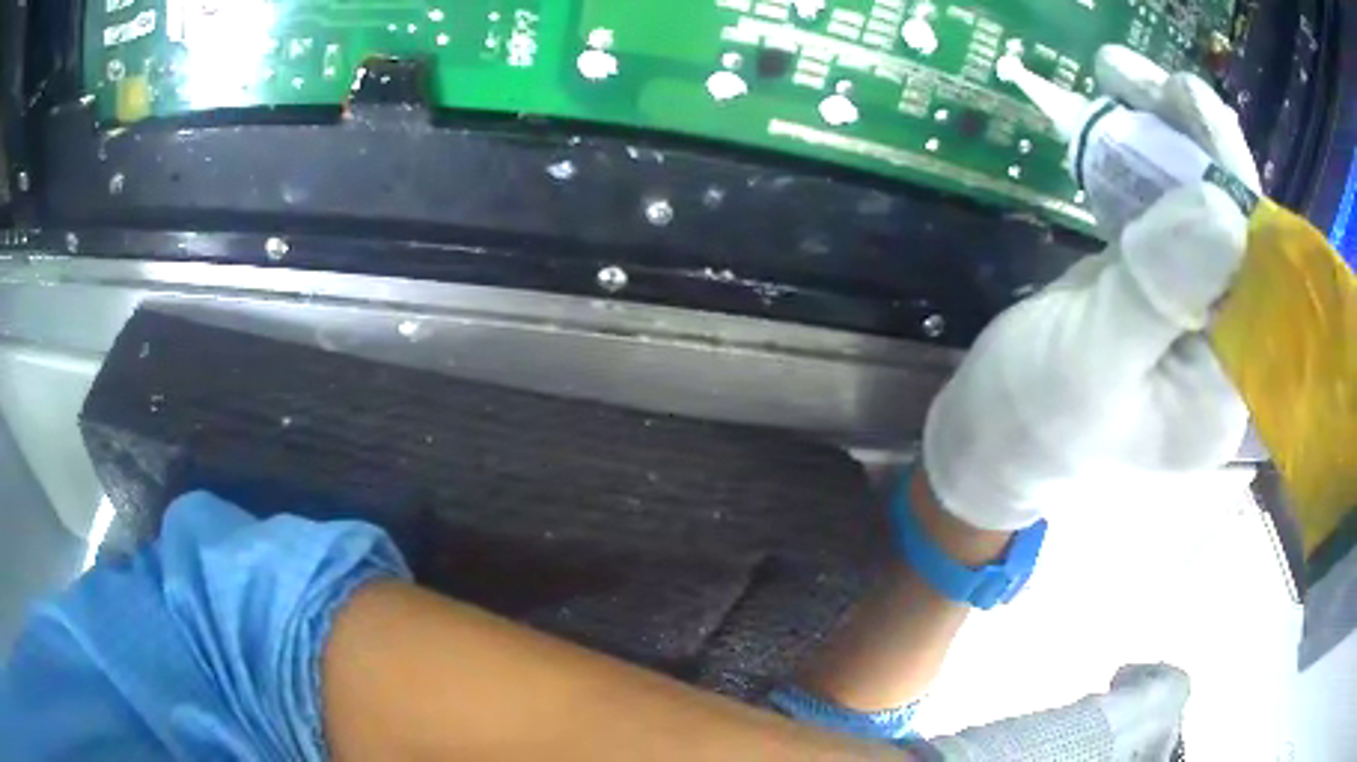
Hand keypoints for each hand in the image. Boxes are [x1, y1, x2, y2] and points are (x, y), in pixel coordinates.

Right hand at [922, 46, 1257, 530]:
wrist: (992, 433)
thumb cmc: (1034, 418)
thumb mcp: (1092, 363)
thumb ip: (1159, 296)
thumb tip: (1223, 207)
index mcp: (1226, 386)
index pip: (1258, 273)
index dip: (1236, 182)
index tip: (1192, 108)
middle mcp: (1225, 343)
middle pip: (1234, 229)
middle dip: (1199, 145)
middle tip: (1151, 78)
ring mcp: (1194, 307)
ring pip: (1199, 206)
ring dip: (1166, 134)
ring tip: (1120, 74)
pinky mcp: (1160, 280)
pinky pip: (1165, 208)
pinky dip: (1142, 156)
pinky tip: (1118, 114)